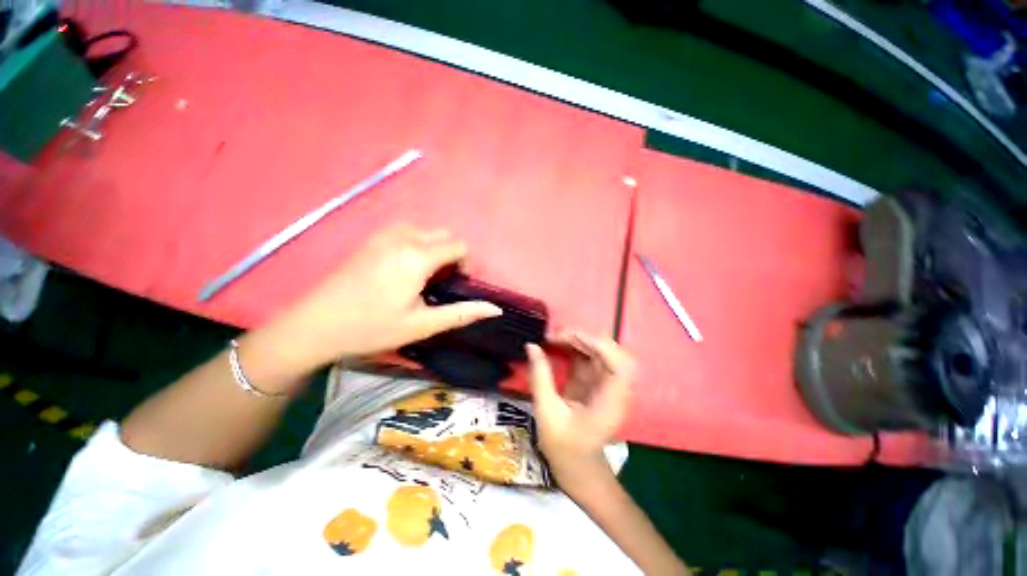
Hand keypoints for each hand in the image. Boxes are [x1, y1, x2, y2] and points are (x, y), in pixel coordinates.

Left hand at [261, 223, 501, 370]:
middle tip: (440, 285)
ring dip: (434, 250)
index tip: (456, 287)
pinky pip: (406, 232)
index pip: (459, 246)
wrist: (314, 324)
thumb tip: (495, 309)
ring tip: (423, 277)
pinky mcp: (370, 239)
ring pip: (425, 232)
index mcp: (417, 256)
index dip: (466, 265)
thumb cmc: (371, 327)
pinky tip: (403, 269)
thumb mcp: (421, 325)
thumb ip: (462, 313)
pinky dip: (416, 245)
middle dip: (451, 256)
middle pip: (444, 235)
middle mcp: (403, 237)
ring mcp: (383, 235)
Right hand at [526, 332, 634, 489]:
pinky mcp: (595, 381)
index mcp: (611, 401)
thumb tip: (532, 346)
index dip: (598, 345)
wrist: (577, 467)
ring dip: (578, 340)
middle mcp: (615, 388)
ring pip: (600, 350)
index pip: (620, 364)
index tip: (569, 337)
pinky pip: (589, 356)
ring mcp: (606, 383)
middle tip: (556, 335)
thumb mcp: (547, 413)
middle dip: (585, 338)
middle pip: (611, 352)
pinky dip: (574, 347)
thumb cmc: (564, 448)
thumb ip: (540, 377)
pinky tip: (557, 344)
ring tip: (553, 337)